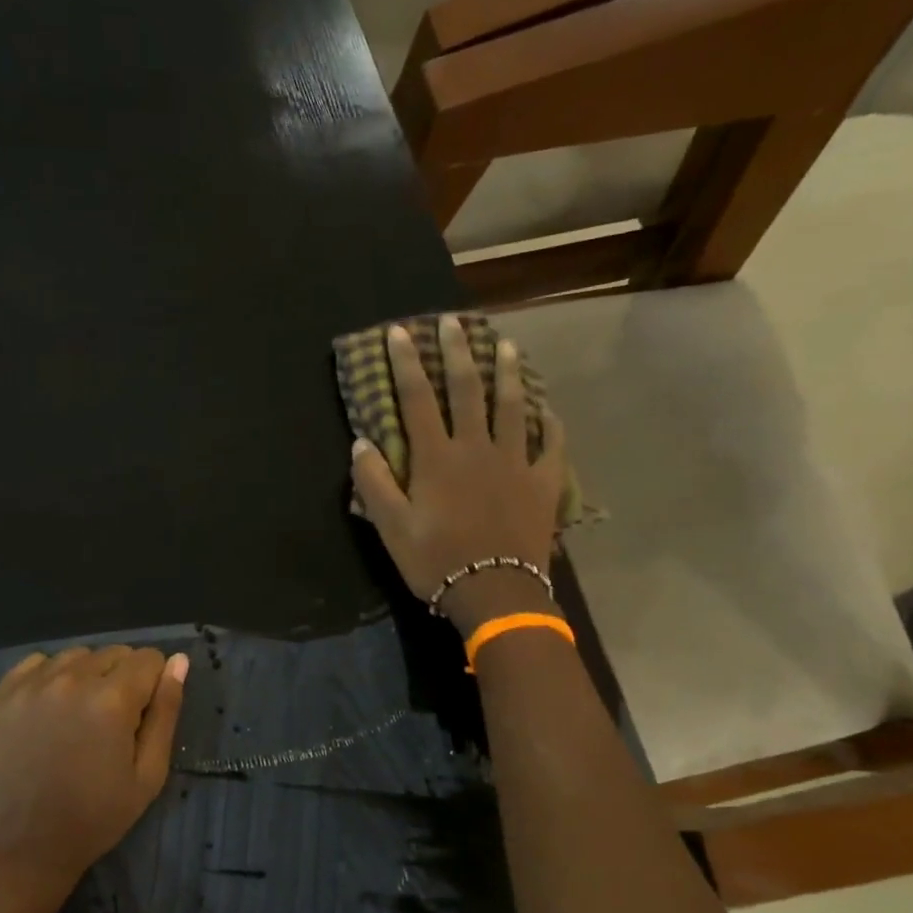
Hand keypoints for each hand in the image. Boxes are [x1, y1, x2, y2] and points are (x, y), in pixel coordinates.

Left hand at [0, 646, 188, 903]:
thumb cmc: (95, 818)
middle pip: (112, 653)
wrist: (20, 849)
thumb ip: (166, 712)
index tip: (144, 714)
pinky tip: (48, 709)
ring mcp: (29, 685)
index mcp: (112, 699)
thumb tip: (178, 661)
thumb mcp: (148, 774)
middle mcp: (70, 679)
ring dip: (86, 675)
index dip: (154, 683)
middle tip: (112, 720)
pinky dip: (49, 676)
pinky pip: (35, 664)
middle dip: (122, 677)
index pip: (148, 659)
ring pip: (74, 656)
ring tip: (79, 715)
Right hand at [351, 317, 567, 632]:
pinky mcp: (543, 482)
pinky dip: (548, 423)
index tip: (400, 332)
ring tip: (507, 345)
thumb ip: (374, 483)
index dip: (407, 363)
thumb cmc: (436, 561)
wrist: (495, 592)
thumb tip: (361, 442)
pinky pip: (550, 444)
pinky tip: (547, 409)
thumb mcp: (391, 527)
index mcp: (437, 458)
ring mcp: (515, 462)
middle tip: (454, 321)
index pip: (417, 399)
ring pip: (513, 406)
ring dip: (508, 373)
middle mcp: (476, 448)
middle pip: (467, 390)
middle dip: (458, 352)